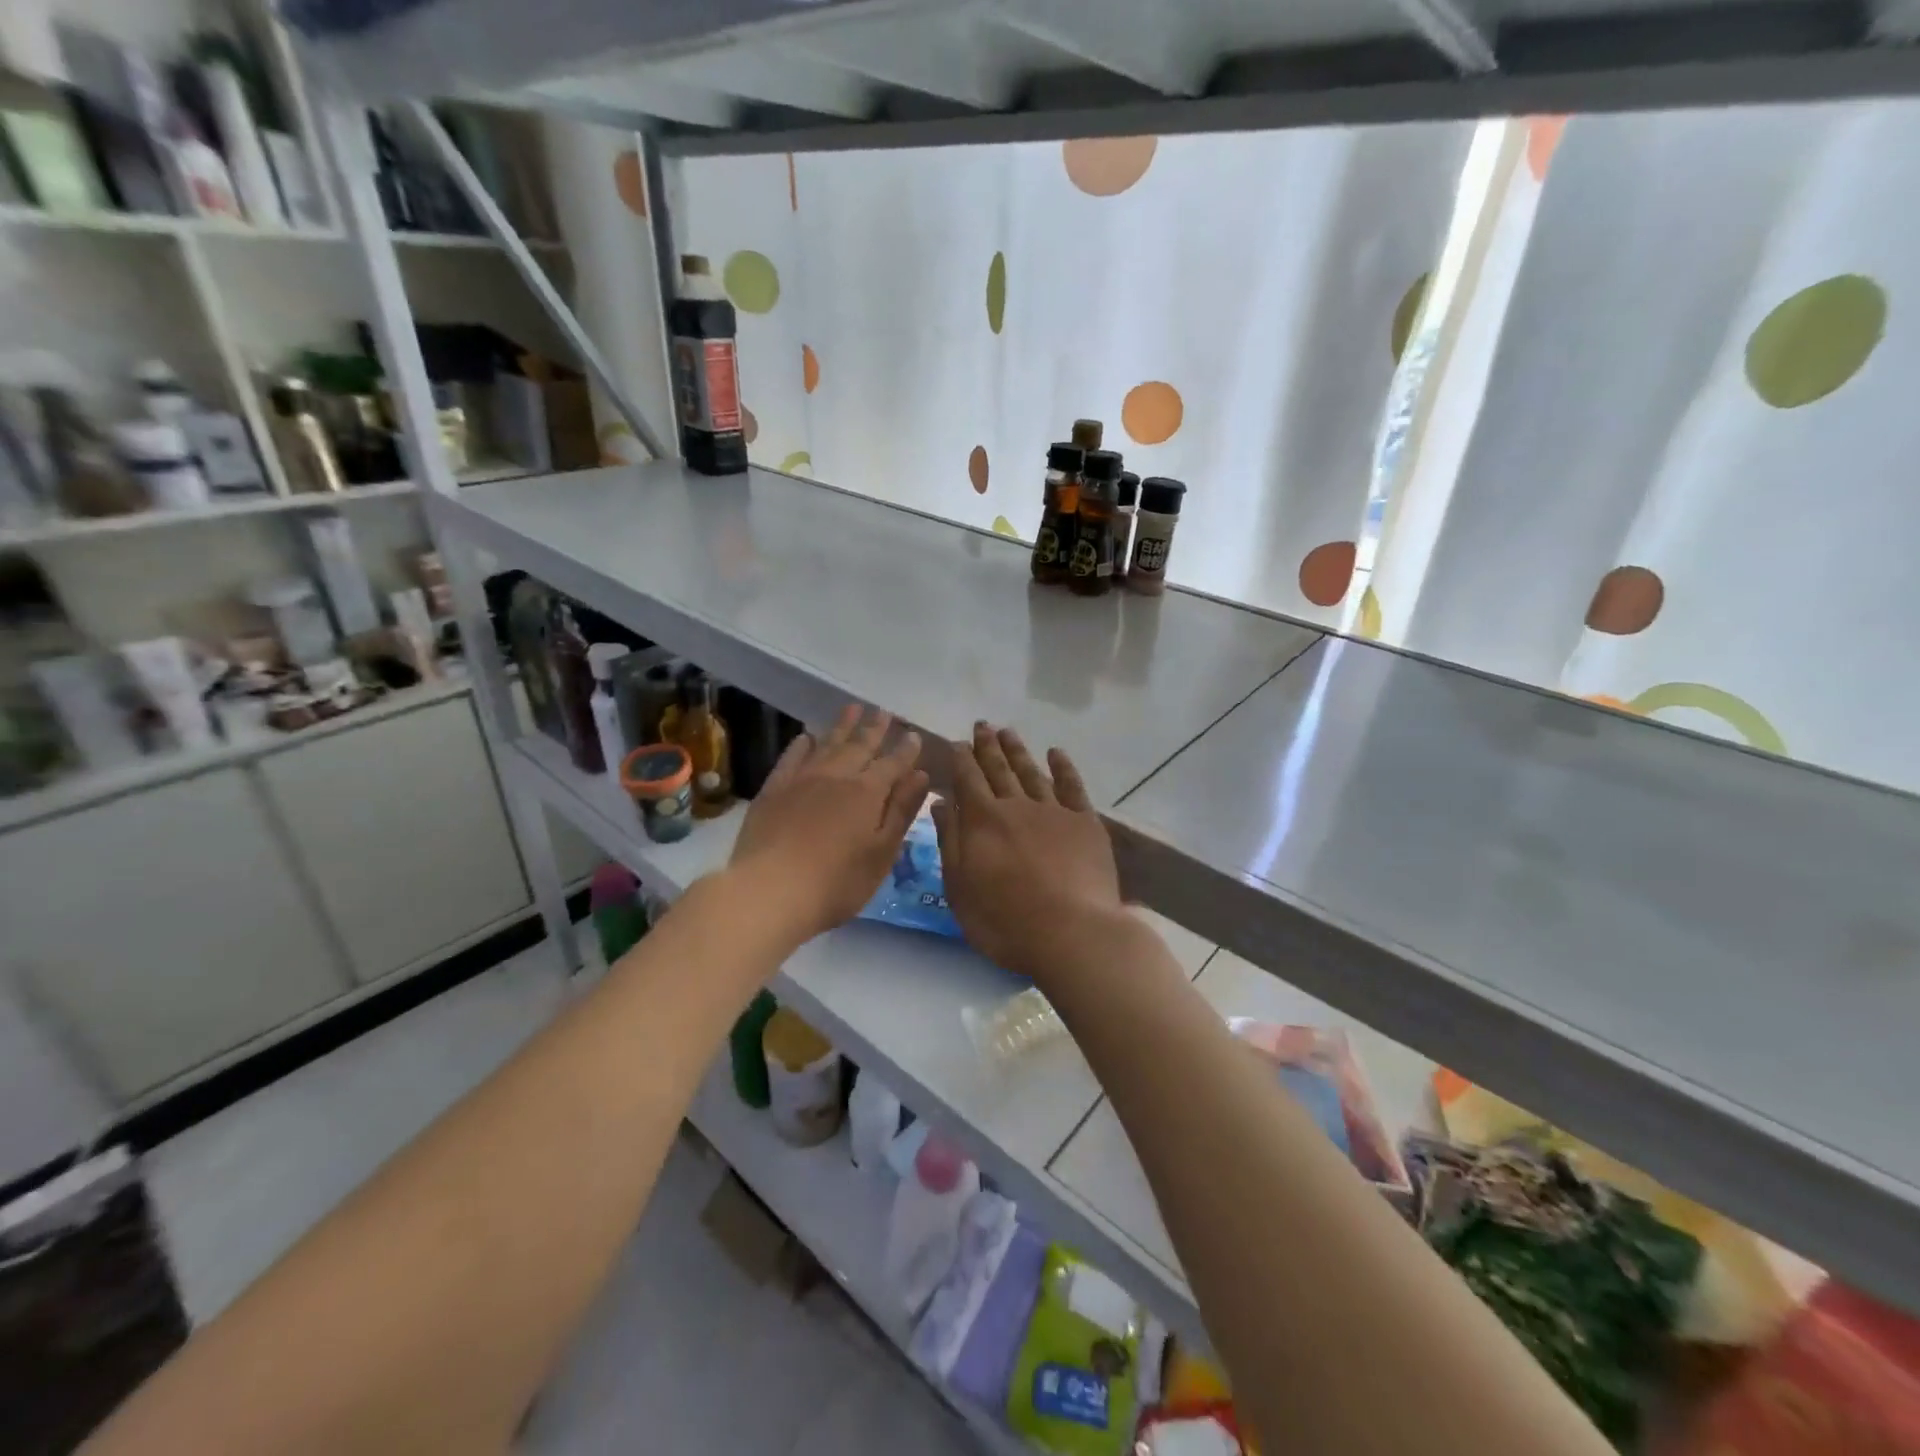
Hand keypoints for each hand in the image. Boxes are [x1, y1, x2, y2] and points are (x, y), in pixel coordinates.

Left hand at [727, 704, 927, 945]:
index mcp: (868, 792)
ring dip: (842, 726)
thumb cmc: (837, 882)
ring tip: (853, 708)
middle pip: (860, 746)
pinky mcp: (773, 790)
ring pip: (827, 744)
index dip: (906, 749)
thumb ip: (901, 811)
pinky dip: (802, 745)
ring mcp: (802, 780)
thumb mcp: (881, 852)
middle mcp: (837, 776)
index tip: (914, 734)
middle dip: (875, 729)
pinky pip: (791, 757)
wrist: (769, 891)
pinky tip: (807, 737)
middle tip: (884, 712)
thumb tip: (920, 775)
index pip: (893, 764)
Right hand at [931, 723, 1124, 985]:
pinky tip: (1056, 753)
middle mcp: (1016, 806)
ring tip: (1008, 731)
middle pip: (998, 769)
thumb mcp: (960, 888)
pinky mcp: (1085, 823)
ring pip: (1031, 772)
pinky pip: (1072, 786)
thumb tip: (941, 802)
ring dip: (1018, 750)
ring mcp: (1054, 811)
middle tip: (982, 725)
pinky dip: (1063, 767)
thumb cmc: (1004, 920)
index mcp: (982, 821)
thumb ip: (950, 841)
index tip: (957, 742)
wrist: (1070, 933)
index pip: (968, 780)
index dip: (961, 759)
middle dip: (988, 746)